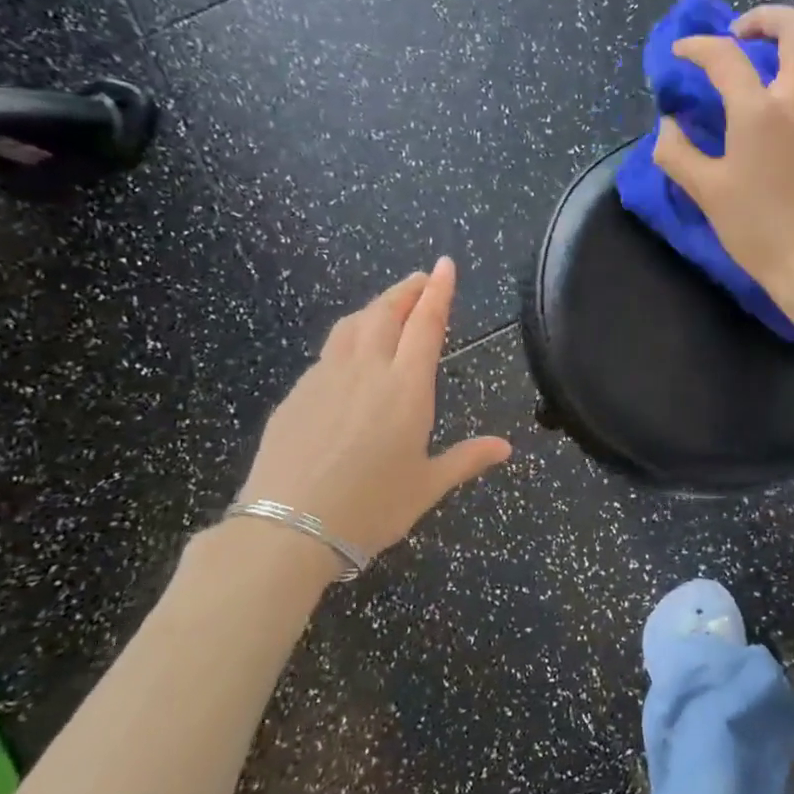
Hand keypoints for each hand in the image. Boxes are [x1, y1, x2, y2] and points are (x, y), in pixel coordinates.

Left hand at [238, 259, 511, 560]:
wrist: (288, 528)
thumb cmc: (370, 508)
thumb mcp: (426, 486)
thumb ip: (466, 459)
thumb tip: (505, 447)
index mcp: (406, 389)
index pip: (426, 325)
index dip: (438, 292)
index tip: (445, 265)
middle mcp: (366, 371)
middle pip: (386, 313)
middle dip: (407, 290)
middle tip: (421, 279)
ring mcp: (325, 378)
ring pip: (352, 325)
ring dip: (375, 308)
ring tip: (388, 307)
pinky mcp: (297, 394)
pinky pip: (328, 352)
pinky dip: (348, 338)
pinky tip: (350, 355)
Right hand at [652, 4, 793, 302]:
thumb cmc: (758, 231)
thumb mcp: (707, 193)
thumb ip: (678, 153)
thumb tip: (667, 126)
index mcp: (759, 111)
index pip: (725, 57)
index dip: (698, 48)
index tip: (684, 53)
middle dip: (764, 19)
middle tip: (744, 37)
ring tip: (790, 68)